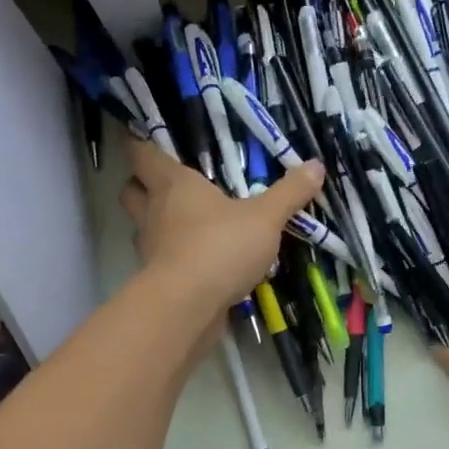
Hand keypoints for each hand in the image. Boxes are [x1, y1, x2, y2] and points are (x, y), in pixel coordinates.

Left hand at [119, 138, 323, 313]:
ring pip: (143, 227)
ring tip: (190, 226)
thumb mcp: (265, 218)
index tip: (149, 141)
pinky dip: (175, 258)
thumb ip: (289, 192)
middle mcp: (153, 211)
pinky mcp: (156, 280)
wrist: (189, 306)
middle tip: (170, 187)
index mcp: (173, 184)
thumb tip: (316, 165)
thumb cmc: (221, 246)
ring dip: (159, 224)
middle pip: (132, 190)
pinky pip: (161, 260)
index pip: (142, 154)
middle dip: (144, 186)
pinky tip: (200, 263)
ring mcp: (150, 248)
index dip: (142, 145)